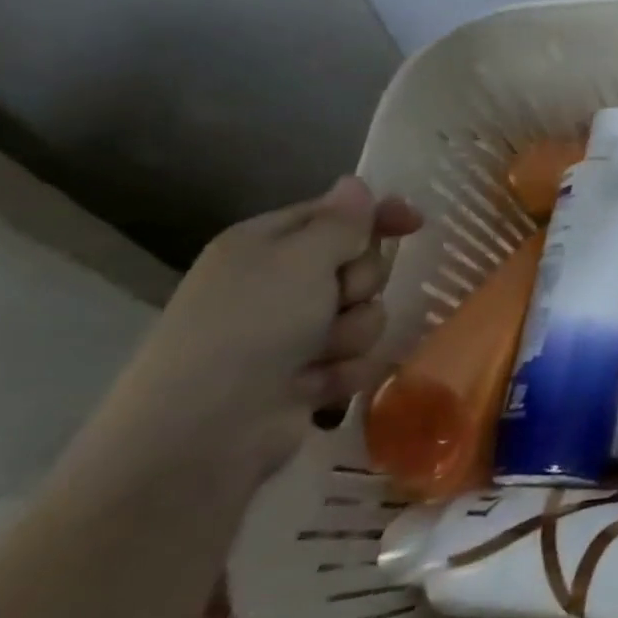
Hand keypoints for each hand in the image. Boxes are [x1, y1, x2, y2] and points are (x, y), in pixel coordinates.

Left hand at [89, 177, 422, 488]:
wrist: (202, 433)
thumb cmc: (250, 328)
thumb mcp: (302, 260)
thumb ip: (341, 222)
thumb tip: (355, 183)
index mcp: (264, 246)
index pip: (335, 214)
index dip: (377, 215)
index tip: (415, 223)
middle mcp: (277, 285)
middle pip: (359, 266)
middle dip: (361, 285)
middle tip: (337, 300)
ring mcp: (290, 335)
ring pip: (364, 316)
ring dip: (353, 334)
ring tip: (319, 354)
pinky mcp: (304, 377)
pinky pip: (354, 360)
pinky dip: (341, 372)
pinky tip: (313, 386)